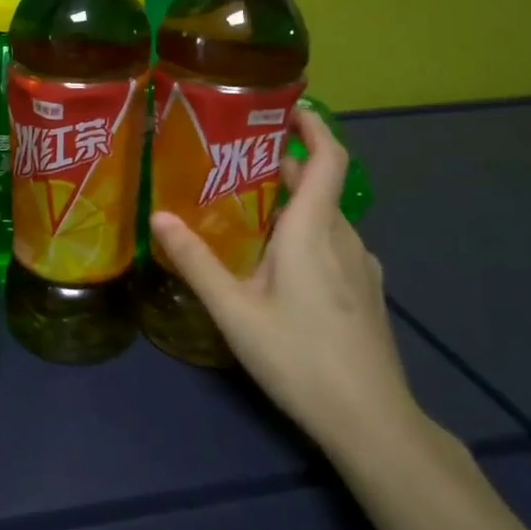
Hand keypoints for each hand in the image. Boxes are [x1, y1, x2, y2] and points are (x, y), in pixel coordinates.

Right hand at [149, 107, 416, 456]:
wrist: (371, 422)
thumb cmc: (300, 357)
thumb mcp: (234, 310)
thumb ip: (196, 261)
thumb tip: (159, 217)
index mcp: (314, 230)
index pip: (328, 157)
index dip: (314, 125)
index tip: (285, 107)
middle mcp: (344, 238)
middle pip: (319, 185)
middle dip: (282, 165)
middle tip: (234, 163)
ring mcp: (361, 267)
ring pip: (325, 217)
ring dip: (291, 202)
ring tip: (246, 210)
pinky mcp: (365, 292)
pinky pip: (333, 243)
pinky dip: (305, 232)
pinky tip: (277, 262)